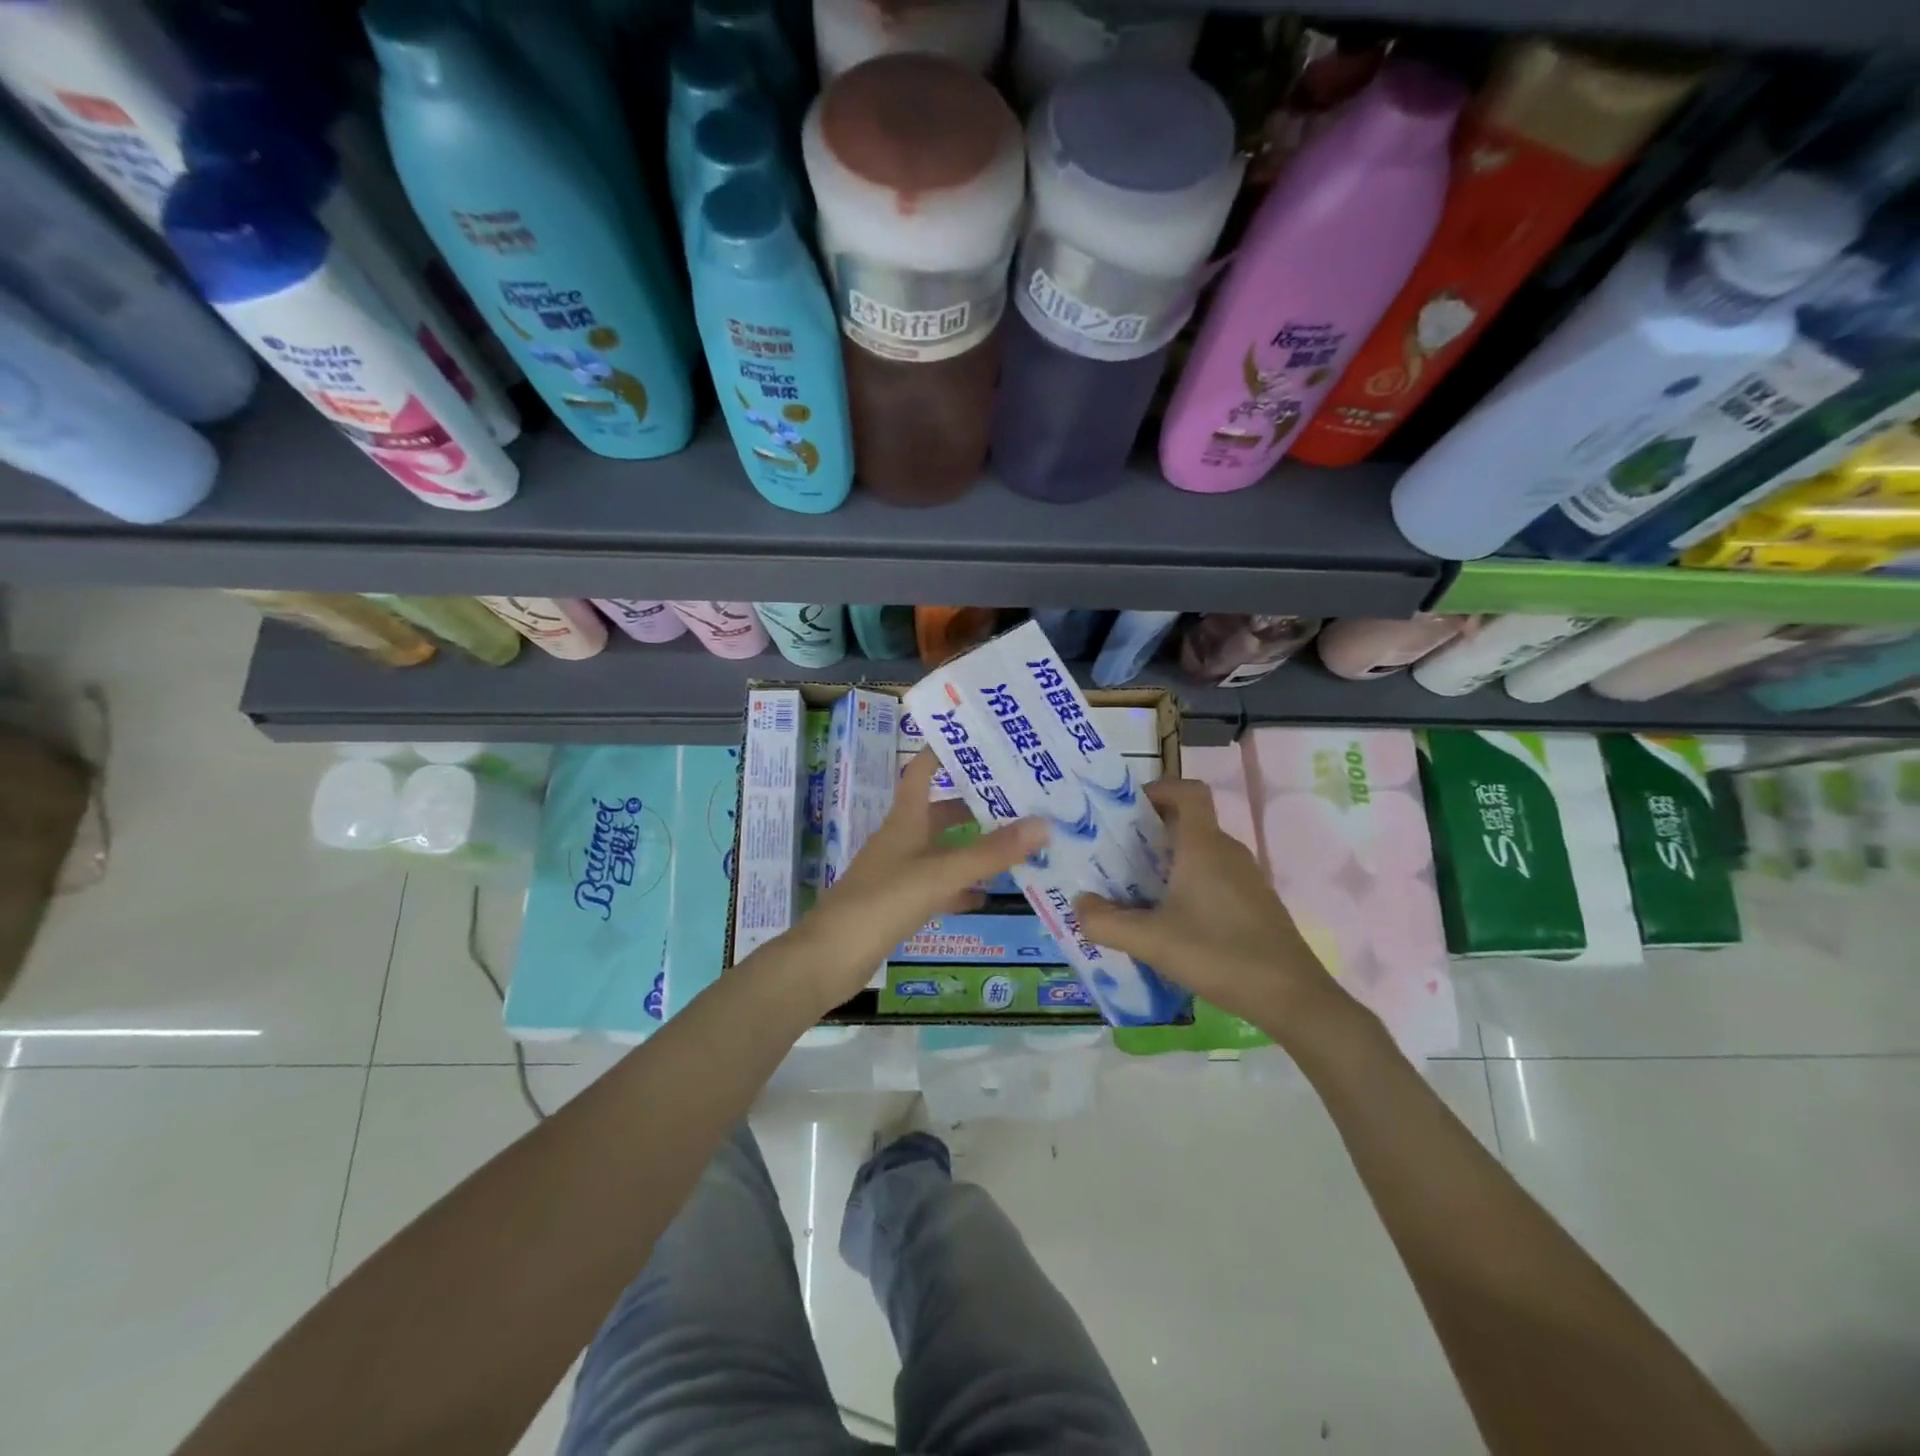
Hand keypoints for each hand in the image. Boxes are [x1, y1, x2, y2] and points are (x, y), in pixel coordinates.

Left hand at [795, 752, 1046, 1006]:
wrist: (831, 957)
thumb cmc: (883, 902)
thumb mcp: (940, 874)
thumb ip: (989, 853)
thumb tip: (1042, 824)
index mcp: (905, 820)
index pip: (922, 772)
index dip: (943, 753)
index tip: (977, 740)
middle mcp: (901, 839)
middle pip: (940, 812)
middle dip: (974, 805)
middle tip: (1018, 799)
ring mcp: (898, 873)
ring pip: (942, 851)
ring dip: (972, 848)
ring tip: (1014, 844)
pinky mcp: (898, 904)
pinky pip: (937, 887)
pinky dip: (960, 888)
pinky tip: (986, 896)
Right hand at [1075, 778, 1339, 1035]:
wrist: (1293, 998)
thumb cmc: (1220, 955)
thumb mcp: (1152, 941)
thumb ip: (1106, 923)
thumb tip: (1078, 906)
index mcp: (1203, 846)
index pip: (1187, 790)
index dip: (1158, 789)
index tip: (1126, 810)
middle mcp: (1226, 851)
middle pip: (1188, 821)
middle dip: (1149, 830)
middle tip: (1114, 854)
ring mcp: (1245, 877)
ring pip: (1199, 851)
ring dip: (1166, 860)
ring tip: (1134, 888)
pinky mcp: (1253, 902)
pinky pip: (1213, 876)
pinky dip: (1187, 883)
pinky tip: (1170, 920)